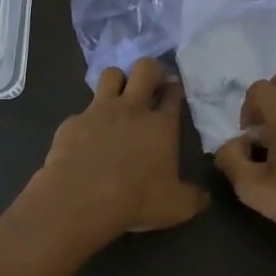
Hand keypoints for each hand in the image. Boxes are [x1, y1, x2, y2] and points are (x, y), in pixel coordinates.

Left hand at [24, 58, 208, 245]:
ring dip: (117, 81)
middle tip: (151, 83)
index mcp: (161, 125)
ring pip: (110, 74)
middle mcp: (132, 109)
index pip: (172, 95)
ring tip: (118, 97)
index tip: (174, 90)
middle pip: (144, 68)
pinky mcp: (72, 121)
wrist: (82, 197)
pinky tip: (86, 138)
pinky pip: (82, 111)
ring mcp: (99, 111)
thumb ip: (193, 198)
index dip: (174, 89)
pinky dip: (87, 120)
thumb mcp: (176, 207)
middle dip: (151, 69)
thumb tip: (203, 196)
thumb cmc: (136, 199)